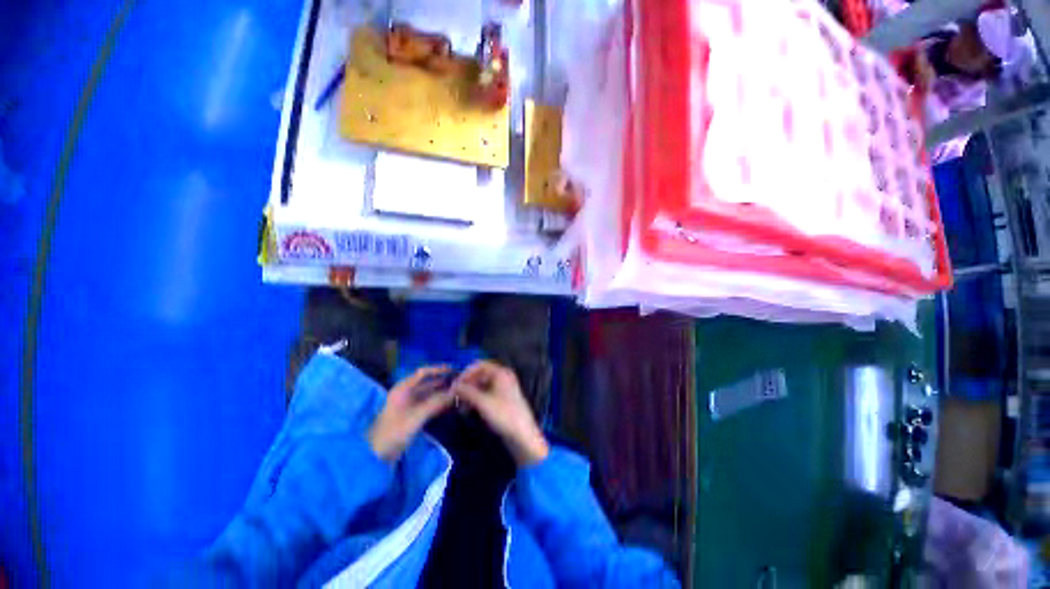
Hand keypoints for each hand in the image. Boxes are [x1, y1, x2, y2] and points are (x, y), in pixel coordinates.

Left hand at [368, 366, 454, 461]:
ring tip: (460, 392)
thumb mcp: (415, 416)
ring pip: (430, 394)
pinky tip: (451, 404)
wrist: (376, 456)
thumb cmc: (393, 432)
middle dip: (443, 381)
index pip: (423, 373)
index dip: (438, 369)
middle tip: (461, 381)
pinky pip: (429, 405)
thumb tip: (455, 392)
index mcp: (403, 389)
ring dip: (443, 393)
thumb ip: (436, 402)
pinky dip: (439, 403)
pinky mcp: (413, 416)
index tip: (454, 369)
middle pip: (428, 383)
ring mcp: (410, 405)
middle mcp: (407, 394)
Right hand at [451, 360, 549, 466]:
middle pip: (480, 375)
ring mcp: (503, 388)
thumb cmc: (504, 415)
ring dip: (469, 394)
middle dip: (467, 385)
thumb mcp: (482, 403)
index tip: (454, 385)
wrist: (522, 435)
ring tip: (459, 406)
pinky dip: (475, 400)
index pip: (479, 365)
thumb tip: (452, 386)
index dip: (466, 373)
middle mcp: (502, 377)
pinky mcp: (501, 400)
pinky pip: (485, 394)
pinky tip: (467, 410)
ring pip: (481, 386)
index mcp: (501, 373)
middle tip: (454, 396)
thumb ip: (467, 392)